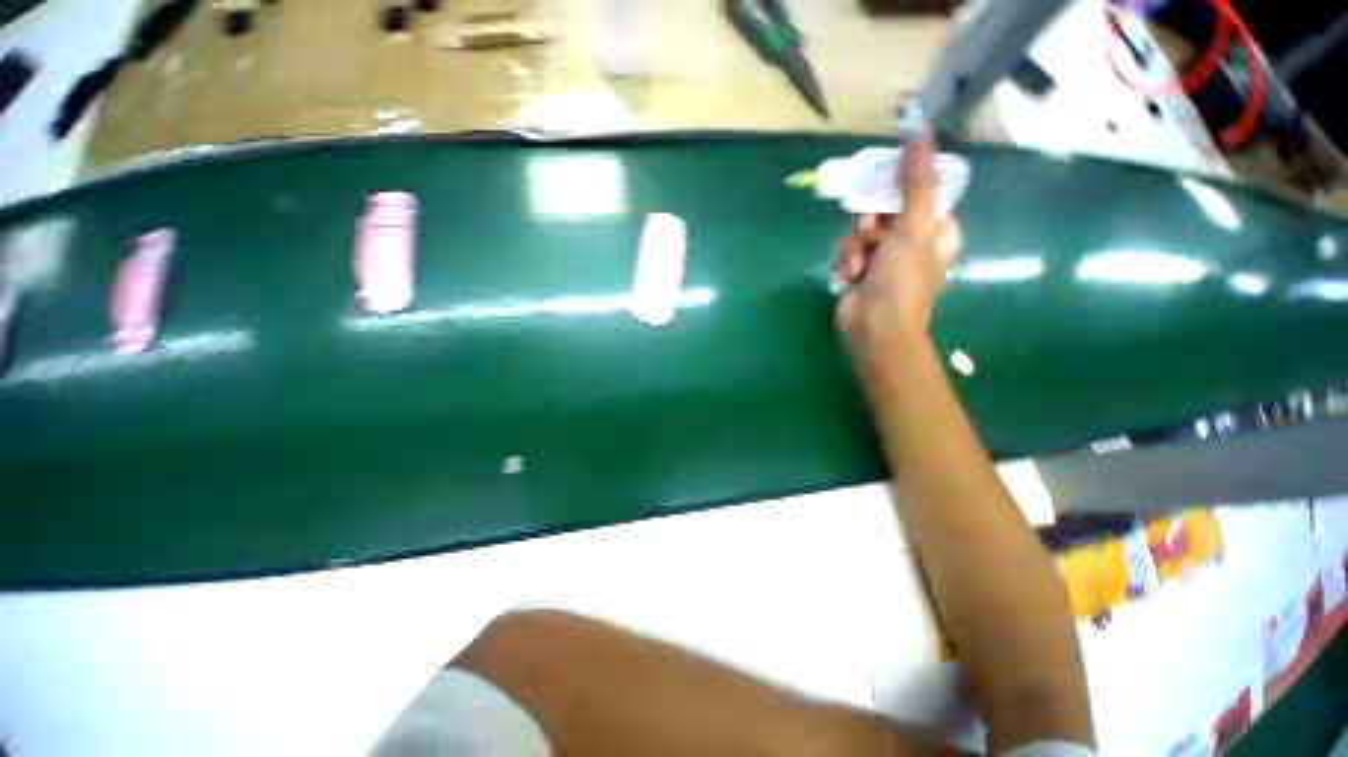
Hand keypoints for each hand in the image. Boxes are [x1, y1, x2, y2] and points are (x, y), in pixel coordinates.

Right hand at [834, 132, 960, 376]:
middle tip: (870, 228)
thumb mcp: (915, 227)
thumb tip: (920, 129)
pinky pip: (848, 250)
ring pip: (861, 230)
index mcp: (936, 230)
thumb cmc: (902, 281)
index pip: (921, 192)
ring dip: (856, 244)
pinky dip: (846, 261)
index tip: (884, 181)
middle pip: (886, 209)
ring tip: (859, 263)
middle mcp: (911, 242)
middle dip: (872, 220)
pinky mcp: (859, 271)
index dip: (902, 186)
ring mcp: (882, 258)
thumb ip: (916, 181)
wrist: (873, 329)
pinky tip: (849, 276)